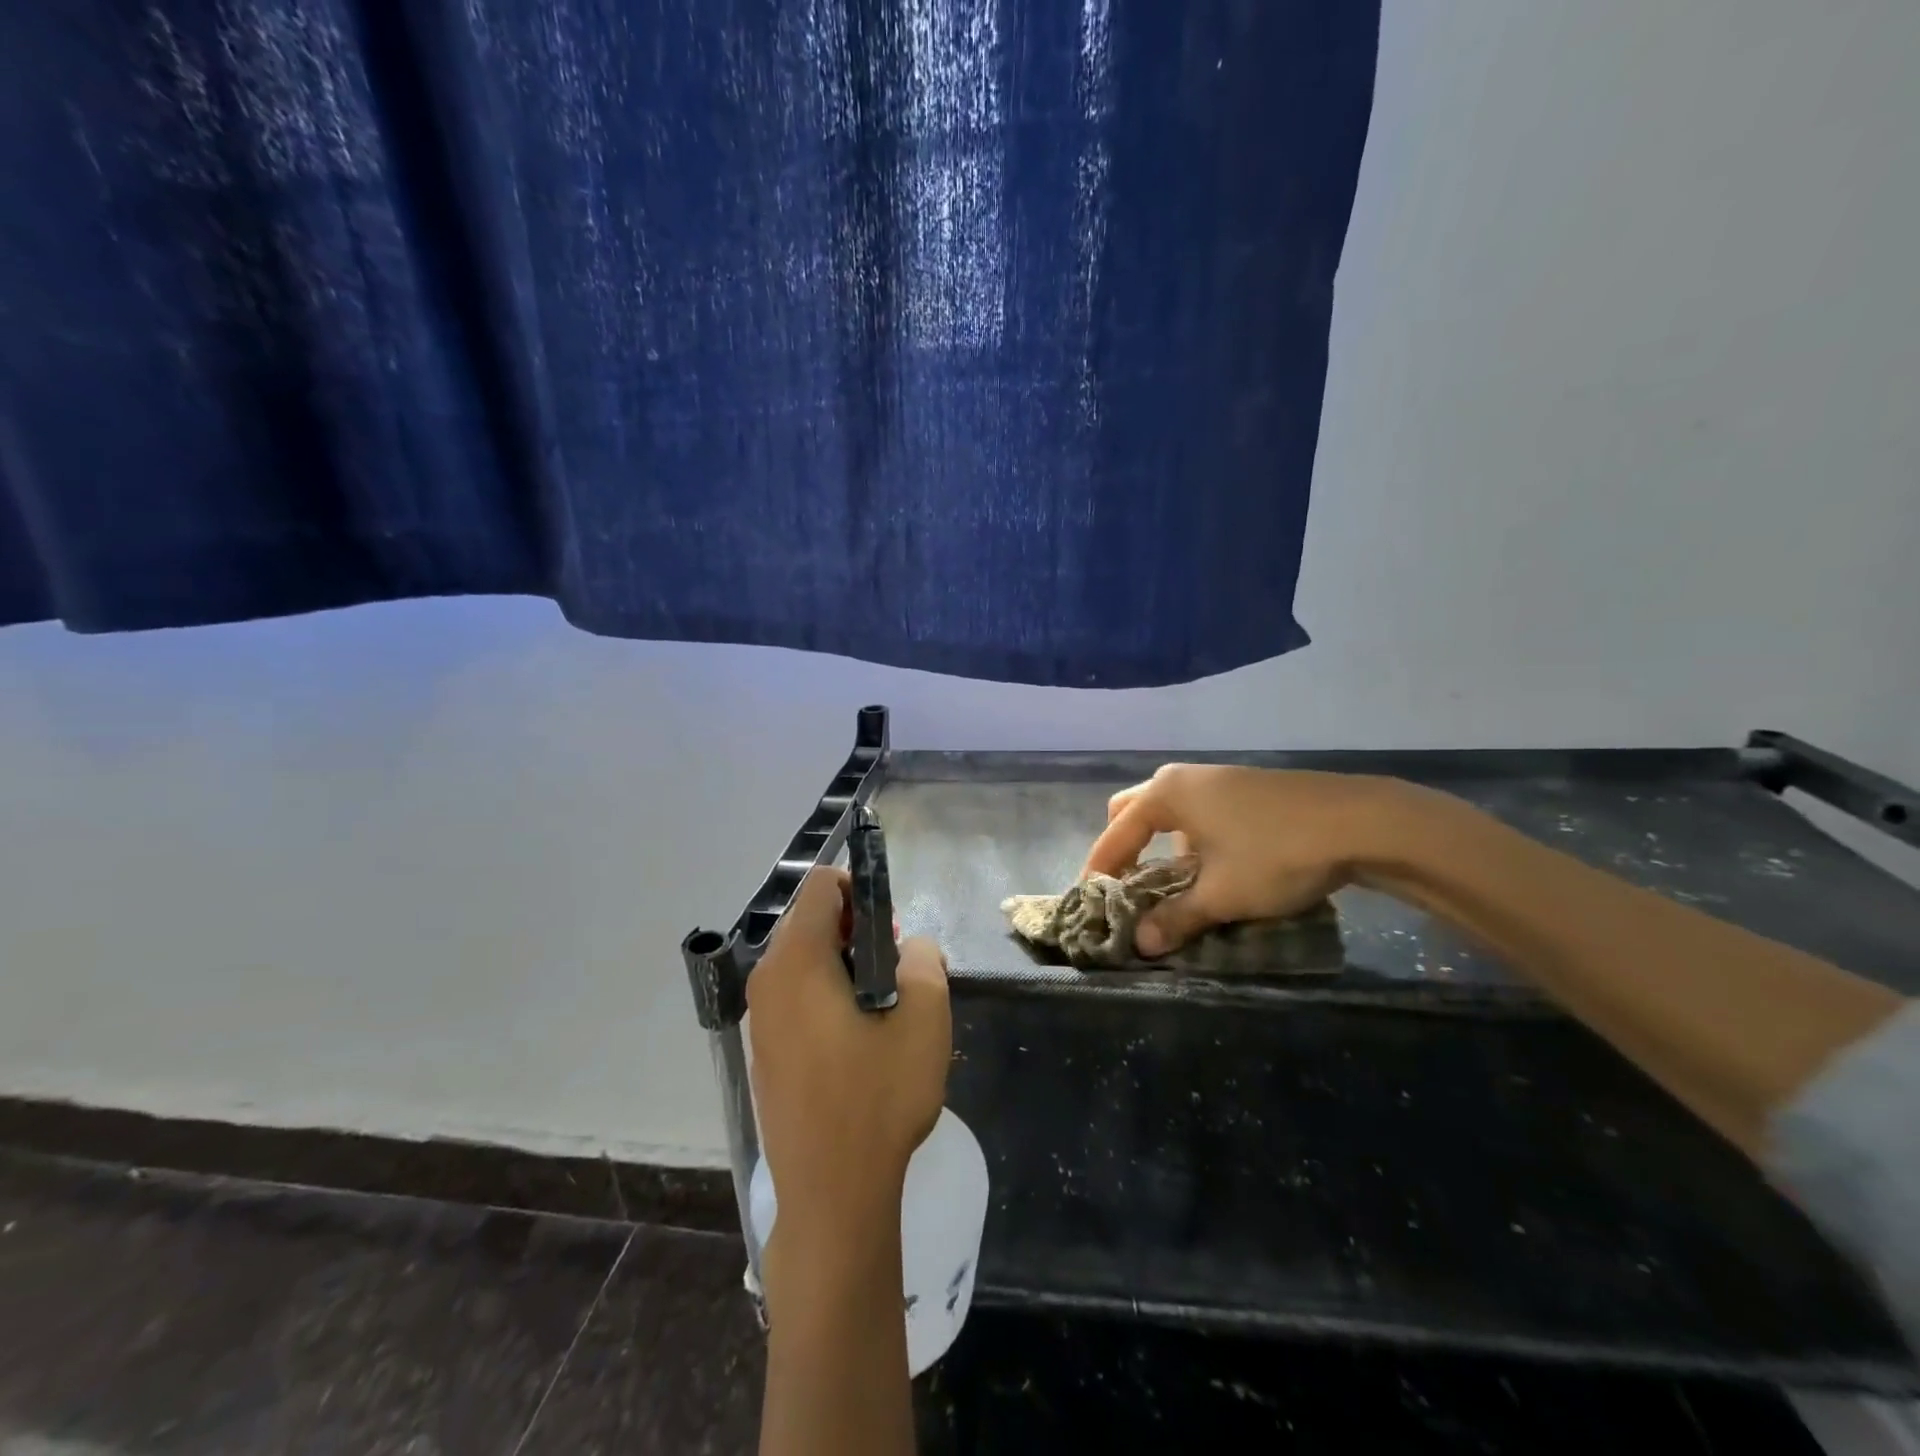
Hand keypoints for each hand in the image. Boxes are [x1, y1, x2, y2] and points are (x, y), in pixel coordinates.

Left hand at [747, 868, 950, 1235]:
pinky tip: (857, 1042)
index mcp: (797, 960)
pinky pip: (794, 997)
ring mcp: (760, 1018)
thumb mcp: (925, 1016)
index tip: (890, 930)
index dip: (861, 890)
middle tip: (893, 971)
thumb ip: (923, 958)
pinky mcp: (765, 1052)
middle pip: (809, 921)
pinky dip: (825, 996)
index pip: (821, 886)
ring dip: (843, 965)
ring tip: (882, 1010)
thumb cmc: (878, 1096)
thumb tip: (910, 948)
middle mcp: (767, 980)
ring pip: (802, 961)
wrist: (832, 1194)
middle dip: (854, 930)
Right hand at [1083, 765, 1422, 956]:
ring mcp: (1217, 779)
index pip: (1115, 834)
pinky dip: (1188, 839)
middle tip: (1126, 886)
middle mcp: (1184, 778)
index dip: (1100, 870)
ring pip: (1168, 812)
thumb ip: (1176, 918)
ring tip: (1169, 885)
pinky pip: (1197, 813)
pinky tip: (1212, 868)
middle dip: (1123, 847)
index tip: (1091, 902)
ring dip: (1158, 845)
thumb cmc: (1276, 854)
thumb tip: (1140, 945)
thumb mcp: (1222, 894)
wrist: (1361, 822)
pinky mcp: (1245, 788)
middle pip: (1133, 811)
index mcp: (1166, 794)